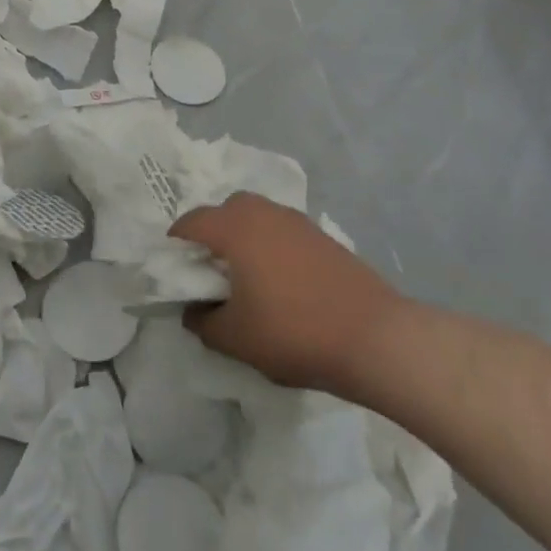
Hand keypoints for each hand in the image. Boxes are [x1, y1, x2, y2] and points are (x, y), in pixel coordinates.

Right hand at [171, 193, 404, 397]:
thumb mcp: (236, 339)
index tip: (174, 270)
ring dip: (243, 237)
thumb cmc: (295, 332)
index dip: (175, 244)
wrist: (376, 338)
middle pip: (224, 210)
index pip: (190, 222)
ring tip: (247, 277)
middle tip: (211, 272)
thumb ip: (203, 323)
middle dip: (211, 234)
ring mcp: (296, 221)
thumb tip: (192, 312)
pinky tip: (281, 282)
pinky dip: (270, 246)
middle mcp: (262, 212)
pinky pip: (281, 230)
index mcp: (234, 228)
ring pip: (255, 217)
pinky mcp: (321, 236)